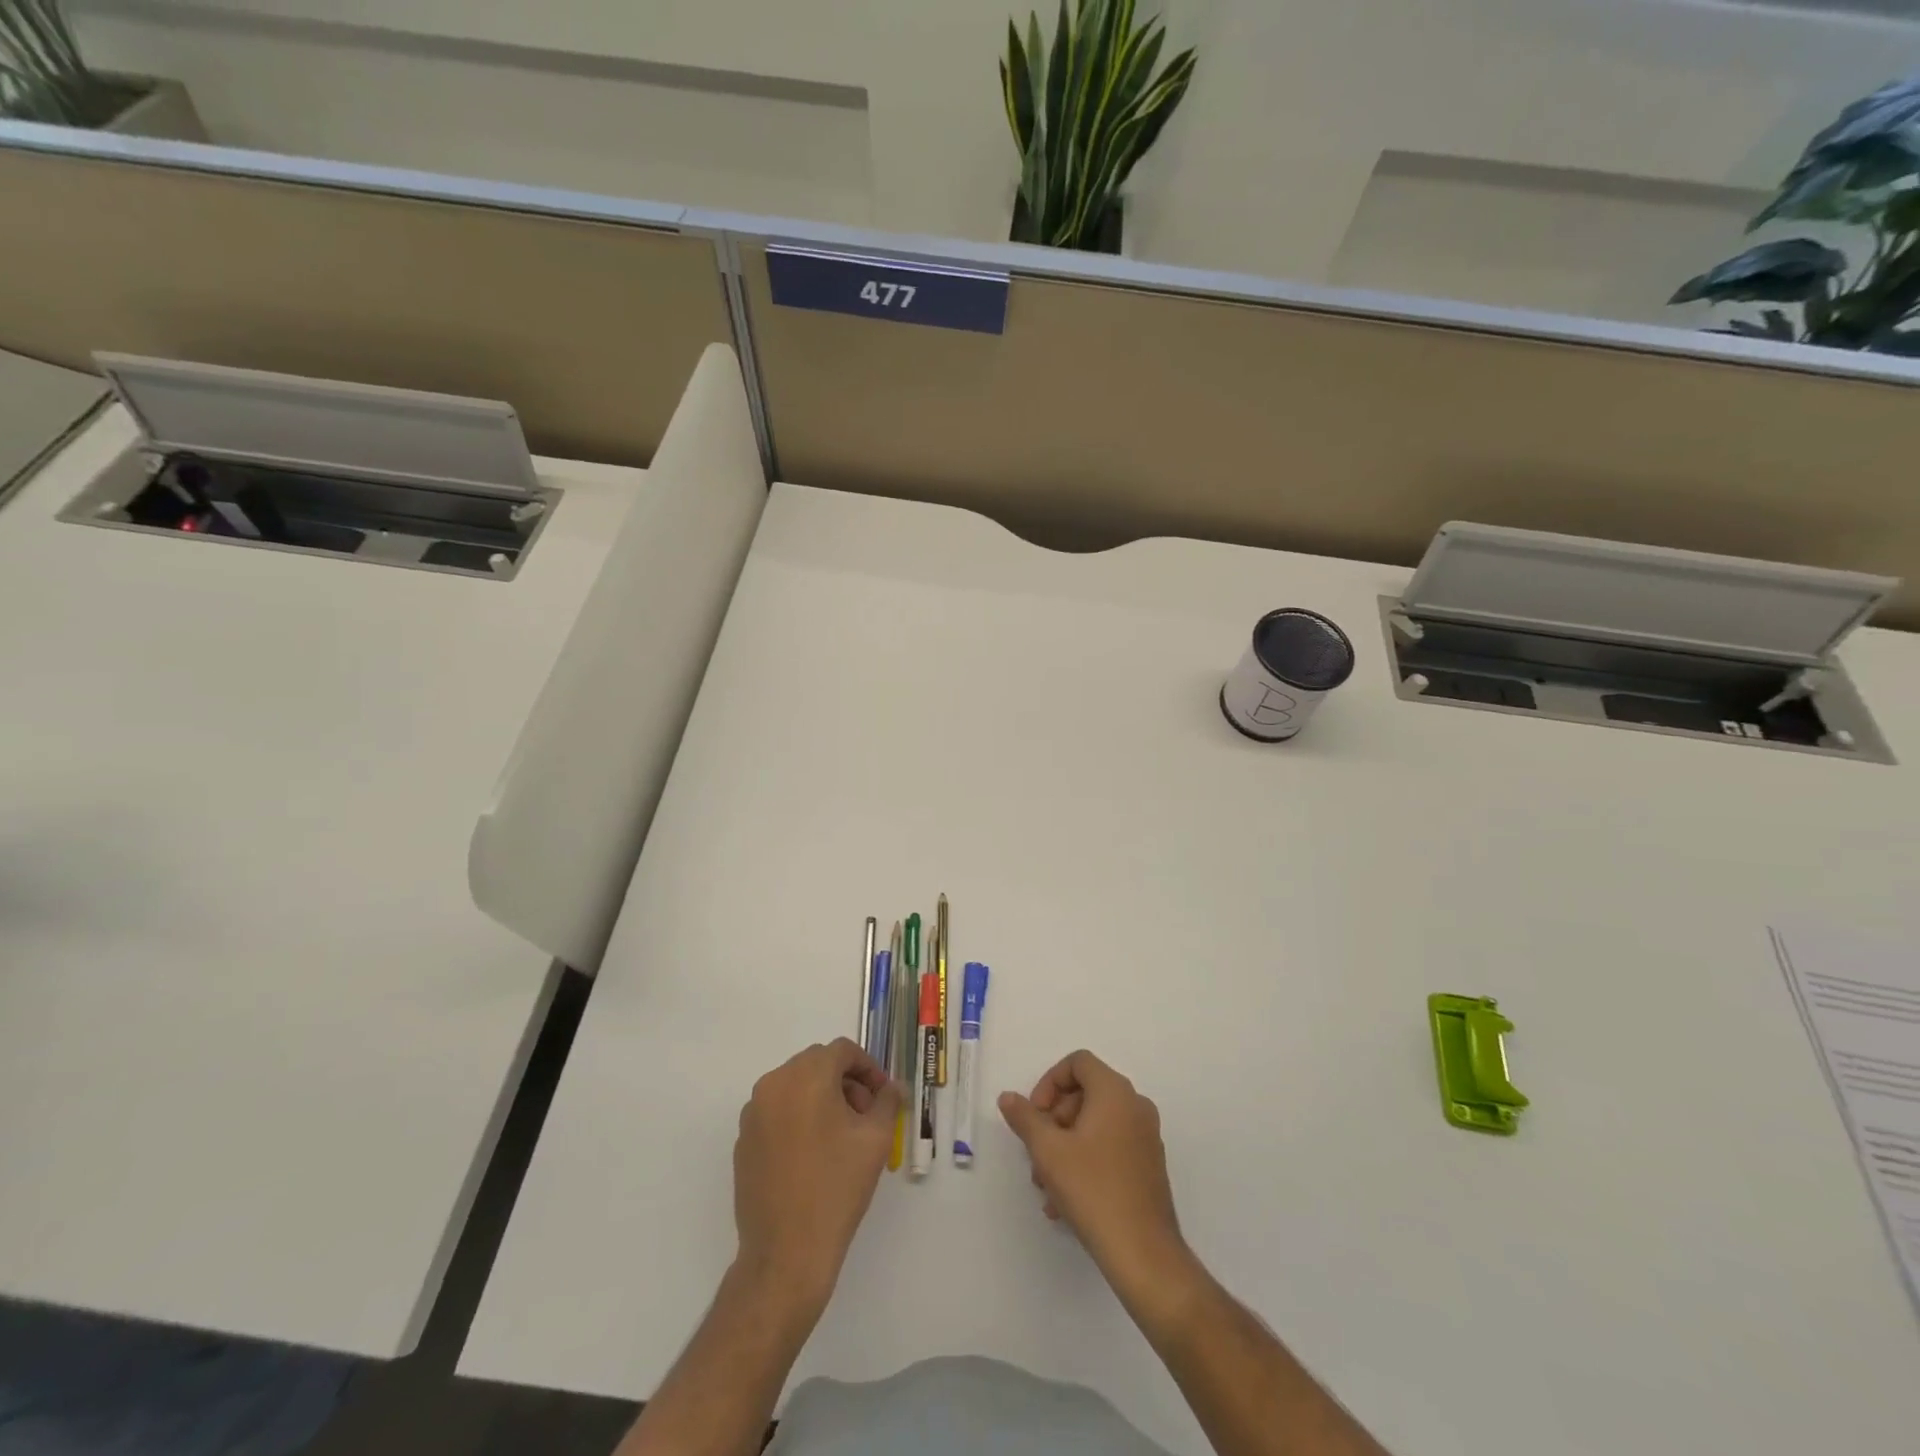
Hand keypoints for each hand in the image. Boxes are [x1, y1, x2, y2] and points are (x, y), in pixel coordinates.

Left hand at [733, 1039, 900, 1311]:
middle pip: (817, 1064)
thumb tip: (892, 1087)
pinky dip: (798, 1117)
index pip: (842, 1051)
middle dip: (845, 1081)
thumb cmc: (837, 1187)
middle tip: (866, 1115)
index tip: (882, 1096)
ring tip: (842, 1136)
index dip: (868, 1068)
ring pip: (795, 1086)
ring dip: (822, 1097)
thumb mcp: (876, 1139)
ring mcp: (753, 1113)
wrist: (786, 1252)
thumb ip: (888, 1101)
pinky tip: (814, 1154)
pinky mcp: (743, 1140)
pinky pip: (777, 1111)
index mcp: (807, 1076)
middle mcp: (774, 1084)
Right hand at [999, 1050, 1193, 1295]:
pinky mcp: (1148, 1166)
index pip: (1078, 1062)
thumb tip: (1008, 1097)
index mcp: (1115, 1092)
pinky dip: (1084, 1161)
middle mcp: (1135, 1106)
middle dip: (1053, 1121)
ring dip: (1064, 1146)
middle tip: (1037, 1153)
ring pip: (1094, 1125)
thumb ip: (1025, 1118)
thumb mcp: (1048, 1150)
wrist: (1143, 1253)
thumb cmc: (1093, 1189)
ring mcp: (1146, 1137)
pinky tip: (1065, 1201)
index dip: (1049, 1082)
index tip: (1035, 1115)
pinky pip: (1109, 1147)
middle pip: (1084, 1094)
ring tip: (1046, 1186)